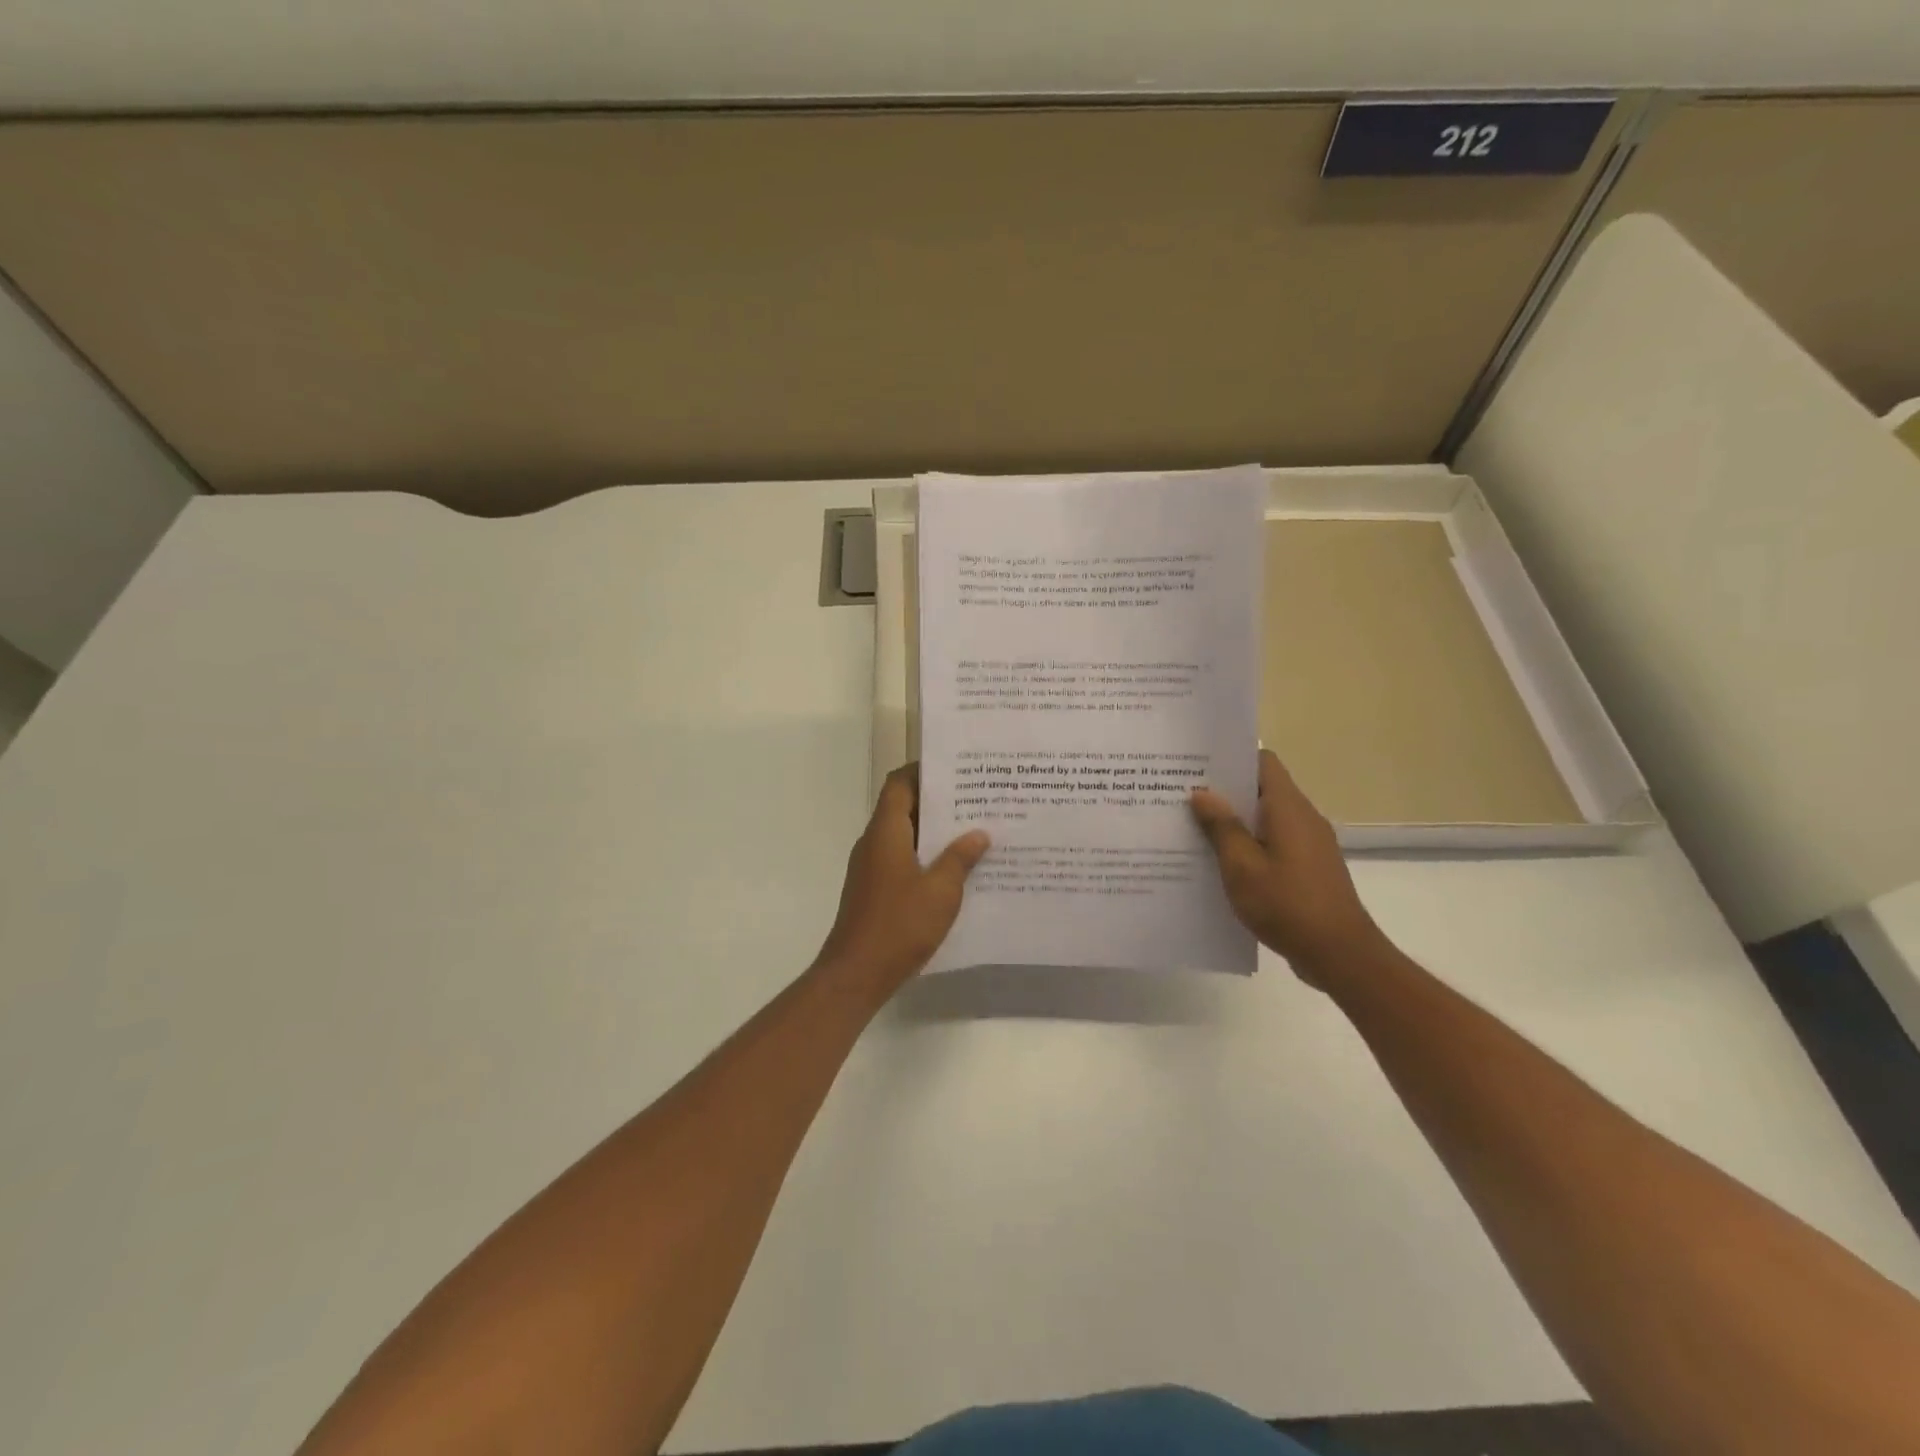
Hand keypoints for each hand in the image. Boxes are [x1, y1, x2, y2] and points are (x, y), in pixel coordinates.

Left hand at [814, 765, 989, 995]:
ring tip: (973, 832)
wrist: (856, 974)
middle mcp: (873, 842)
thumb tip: (978, 833)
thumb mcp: (941, 891)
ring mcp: (871, 867)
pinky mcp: (873, 889)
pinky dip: (925, 856)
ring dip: (934, 832)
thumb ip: (960, 858)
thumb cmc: (899, 925)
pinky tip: (954, 870)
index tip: (957, 770)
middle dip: (937, 802)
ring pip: (904, 835)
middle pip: (903, 807)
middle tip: (977, 800)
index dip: (924, 772)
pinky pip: (901, 859)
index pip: (900, 784)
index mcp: (885, 832)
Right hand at [1190, 750, 1390, 987]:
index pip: (1263, 762)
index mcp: (1288, 808)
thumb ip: (1222, 827)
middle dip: (1225, 792)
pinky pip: (1274, 842)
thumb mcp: (1242, 866)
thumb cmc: (1287, 905)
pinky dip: (1249, 844)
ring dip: (1235, 821)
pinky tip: (1222, 863)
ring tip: (1194, 829)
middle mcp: (1303, 818)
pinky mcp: (1309, 867)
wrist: (1340, 954)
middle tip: (1184, 797)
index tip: (1198, 766)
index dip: (1232, 759)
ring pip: (1266, 818)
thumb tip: (1202, 793)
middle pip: (1262, 789)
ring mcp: (1310, 844)